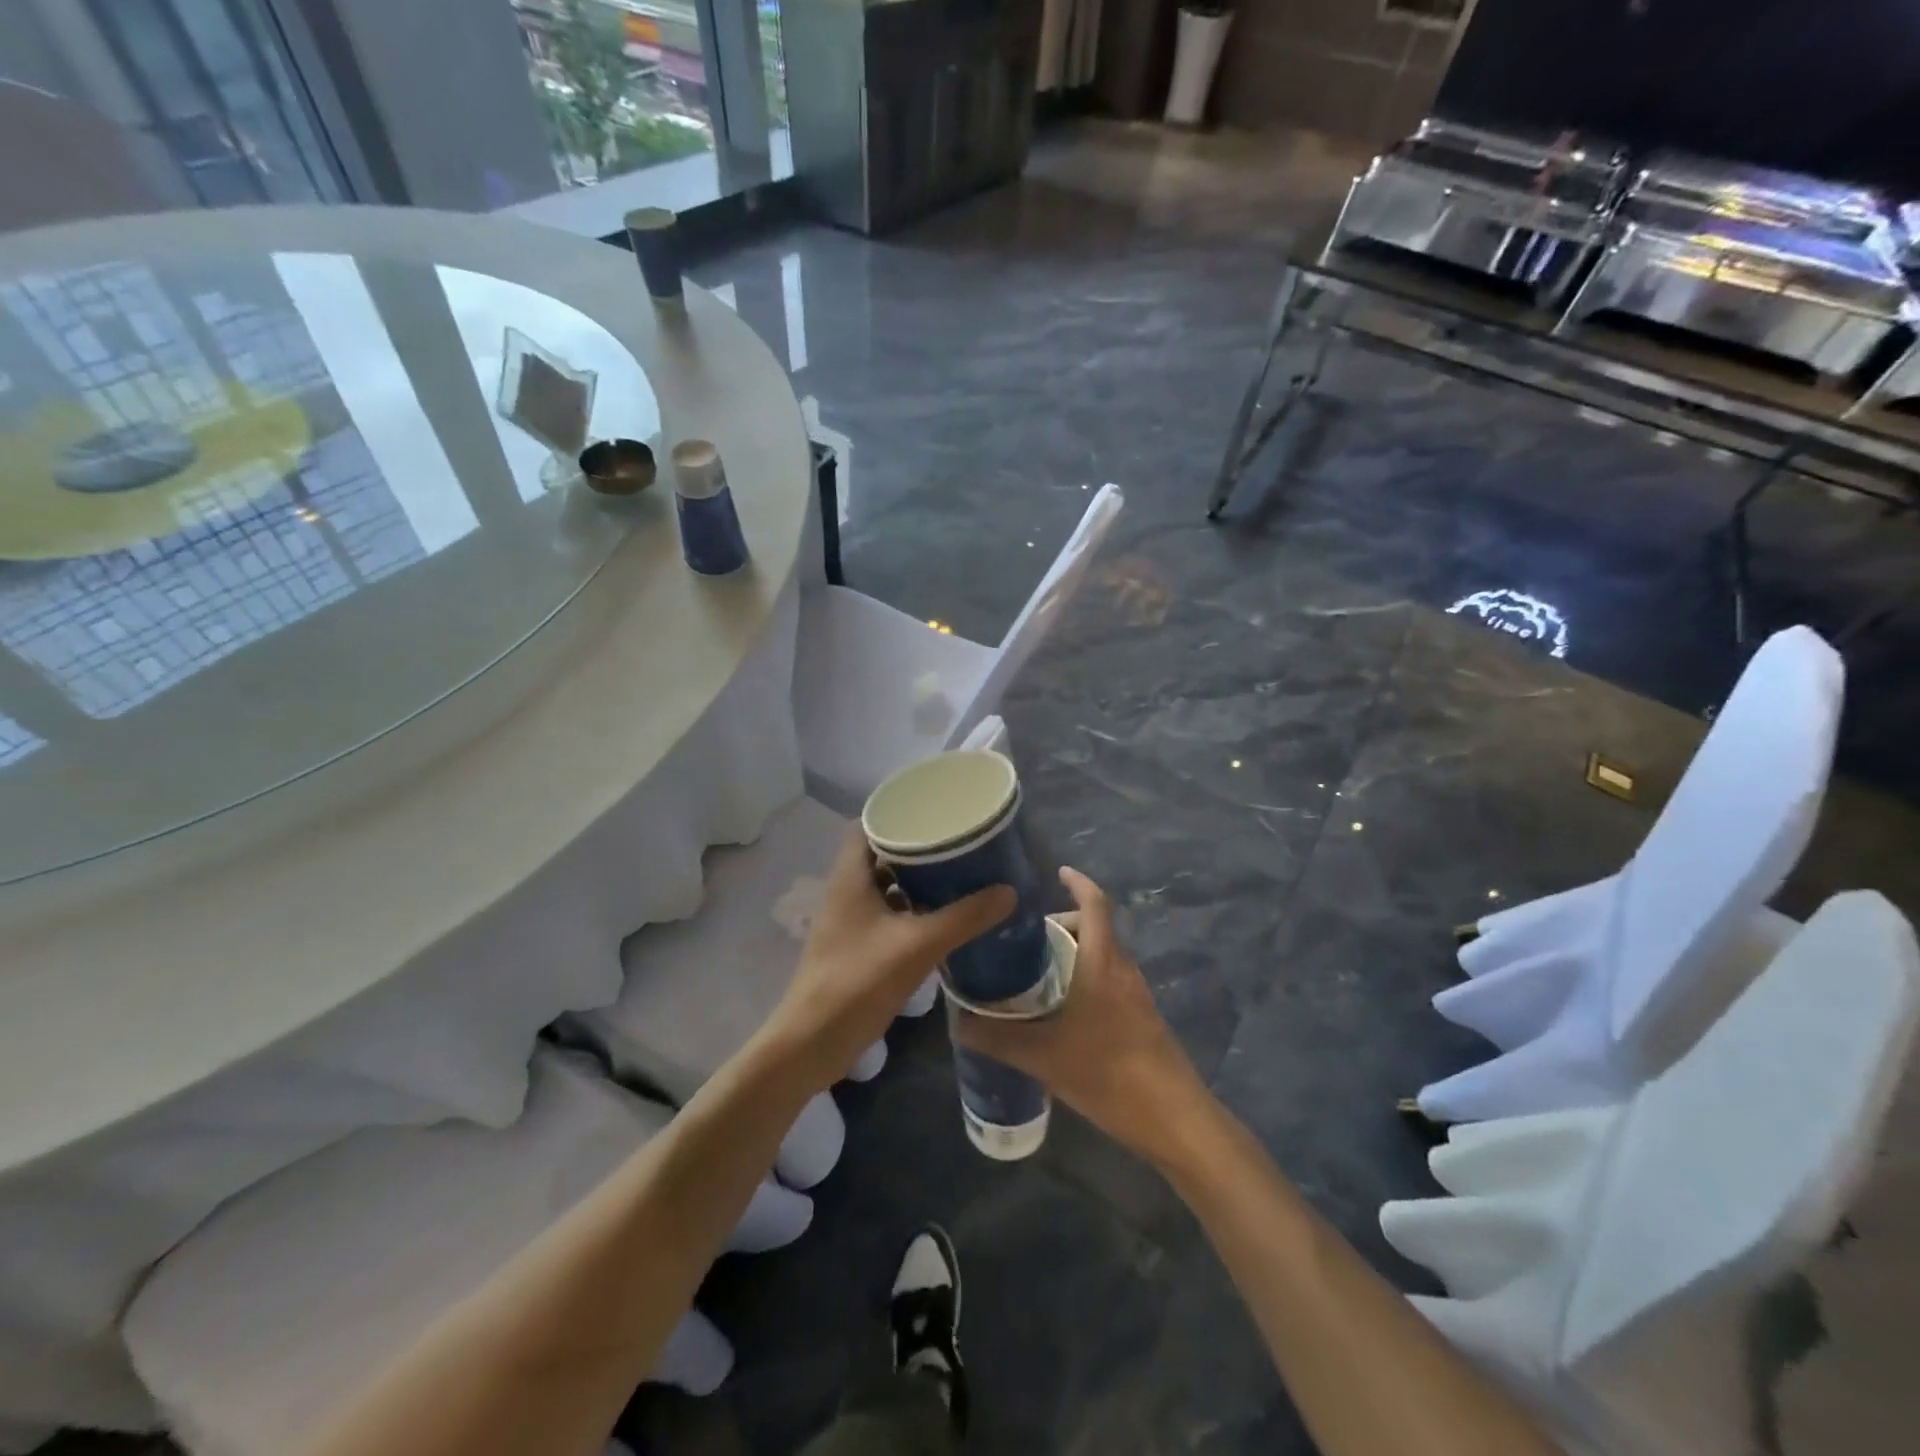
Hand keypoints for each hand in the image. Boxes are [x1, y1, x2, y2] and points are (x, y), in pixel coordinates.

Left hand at [769, 825, 1015, 1086]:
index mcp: (850, 876)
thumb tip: (1008, 891)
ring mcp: (848, 921)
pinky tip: (941, 918)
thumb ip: (964, 918)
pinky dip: (911, 910)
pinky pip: (886, 914)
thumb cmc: (858, 982)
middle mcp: (845, 890)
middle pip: (881, 853)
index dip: (898, 813)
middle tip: (958, 843)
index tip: (935, 812)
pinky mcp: (855, 947)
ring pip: (884, 886)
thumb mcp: (918, 945)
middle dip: (917, 848)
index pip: (868, 824)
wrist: (812, 1043)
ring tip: (957, 875)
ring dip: (915, 881)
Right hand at [952, 867, 1209, 1164]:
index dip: (1078, 882)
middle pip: (1095, 929)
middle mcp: (1123, 969)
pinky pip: (1109, 982)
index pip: (1095, 904)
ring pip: (1103, 957)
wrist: (1173, 1118)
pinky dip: (1085, 980)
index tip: (1058, 872)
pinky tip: (1061, 1014)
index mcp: (1102, 963)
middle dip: (1062, 926)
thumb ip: (997, 1039)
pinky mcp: (1142, 1019)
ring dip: (1074, 955)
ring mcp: (1136, 995)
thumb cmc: (1108, 1072)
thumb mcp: (1043, 1056)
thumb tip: (958, 1024)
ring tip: (1036, 976)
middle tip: (1025, 942)